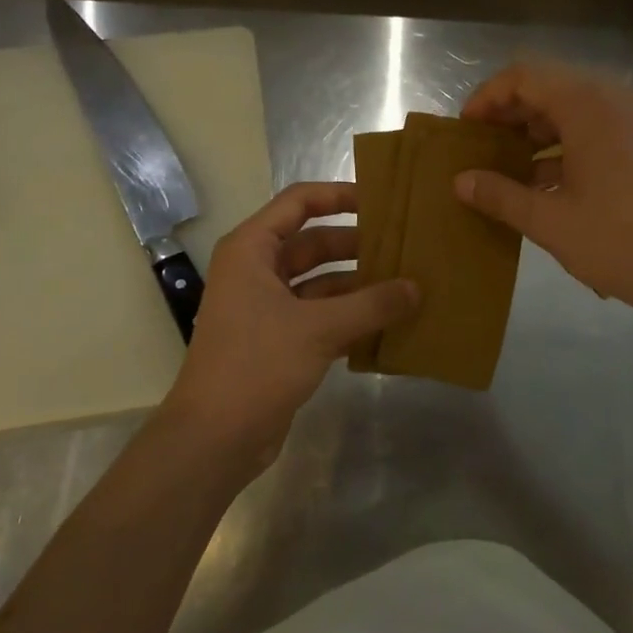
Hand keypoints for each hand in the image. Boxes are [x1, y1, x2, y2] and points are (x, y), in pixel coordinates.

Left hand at [163, 182, 417, 470]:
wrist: (215, 438)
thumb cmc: (257, 365)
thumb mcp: (319, 328)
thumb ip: (372, 304)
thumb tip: (416, 288)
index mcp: (252, 250)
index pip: (299, 202)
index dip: (339, 195)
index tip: (381, 200)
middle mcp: (256, 271)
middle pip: (312, 243)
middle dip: (356, 245)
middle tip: (404, 246)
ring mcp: (266, 308)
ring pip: (319, 282)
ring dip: (357, 285)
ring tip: (405, 285)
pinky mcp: (278, 341)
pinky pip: (319, 316)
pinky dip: (349, 317)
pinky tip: (387, 323)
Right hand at [455, 61, 632, 329]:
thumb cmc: (622, 241)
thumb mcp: (551, 221)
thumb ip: (500, 195)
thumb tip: (460, 181)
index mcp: (589, 104)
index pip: (524, 75)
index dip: (487, 97)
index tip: (466, 129)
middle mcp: (617, 98)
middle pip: (551, 87)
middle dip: (511, 115)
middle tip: (482, 148)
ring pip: (576, 109)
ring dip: (539, 132)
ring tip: (509, 169)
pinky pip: (600, 130)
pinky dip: (569, 147)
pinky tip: (548, 185)